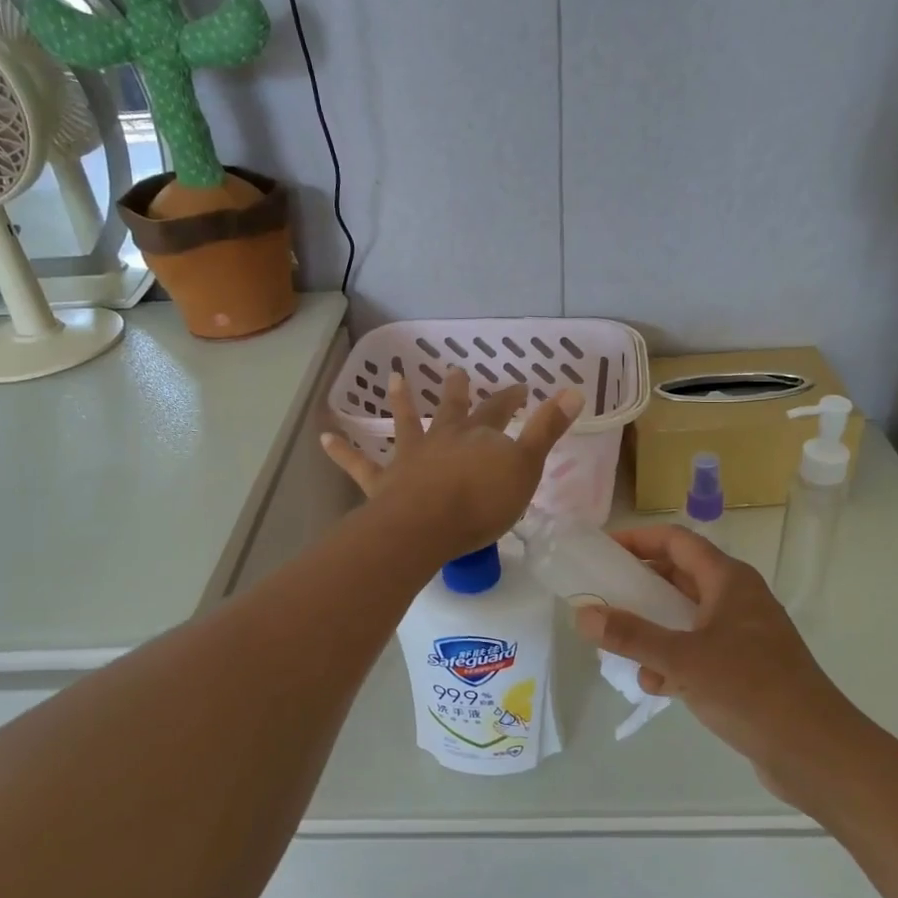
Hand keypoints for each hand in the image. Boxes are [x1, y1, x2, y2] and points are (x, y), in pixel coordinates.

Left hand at [322, 368, 582, 558]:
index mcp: (478, 436)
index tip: (521, 387)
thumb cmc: (482, 501)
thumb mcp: (526, 466)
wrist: (428, 526)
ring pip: (405, 423)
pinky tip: (323, 438)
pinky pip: (358, 464)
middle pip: (452, 409)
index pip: (499, 410)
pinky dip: (341, 451)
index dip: (511, 398)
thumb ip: (547, 429)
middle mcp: (442, 438)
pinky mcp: (382, 482)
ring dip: (400, 401)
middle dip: (458, 392)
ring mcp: (409, 458)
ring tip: (393, 378)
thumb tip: (574, 389)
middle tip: (456, 371)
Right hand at [575, 525, 857, 806]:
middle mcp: (737, 599)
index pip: (676, 541)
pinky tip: (656, 686)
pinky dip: (674, 660)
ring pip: (686, 617)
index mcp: (728, 580)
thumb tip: (583, 613)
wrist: (816, 752)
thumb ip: (631, 636)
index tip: (602, 551)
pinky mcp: (745, 668)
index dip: (638, 539)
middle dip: (640, 588)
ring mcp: (743, 634)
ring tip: (621, 647)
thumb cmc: (751, 690)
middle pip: (679, 577)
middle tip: (603, 598)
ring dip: (654, 629)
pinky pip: (699, 650)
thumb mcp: (682, 660)